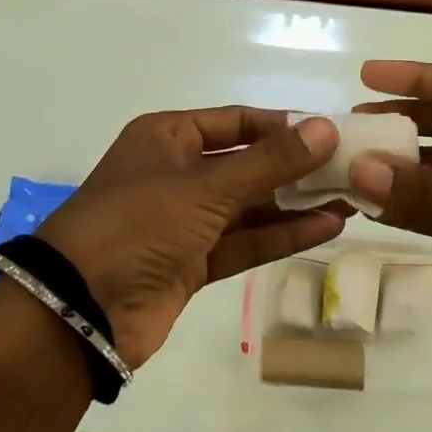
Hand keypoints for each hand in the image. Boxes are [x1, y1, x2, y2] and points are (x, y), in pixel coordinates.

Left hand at [36, 109, 345, 368]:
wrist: (80, 310)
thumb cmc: (139, 223)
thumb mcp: (207, 186)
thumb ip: (270, 162)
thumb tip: (325, 128)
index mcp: (167, 137)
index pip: (236, 121)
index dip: (283, 126)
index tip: (329, 132)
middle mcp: (177, 173)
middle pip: (247, 164)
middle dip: (296, 168)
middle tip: (351, 168)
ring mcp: (184, 221)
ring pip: (250, 206)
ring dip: (296, 204)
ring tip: (351, 198)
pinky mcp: (192, 263)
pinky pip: (244, 242)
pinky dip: (281, 236)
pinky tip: (326, 228)